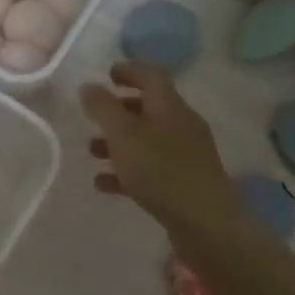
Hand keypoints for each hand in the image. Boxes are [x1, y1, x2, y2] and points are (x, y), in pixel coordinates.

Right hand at [80, 61, 245, 248]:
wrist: (206, 223)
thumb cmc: (161, 171)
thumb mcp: (124, 135)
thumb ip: (103, 109)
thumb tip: (89, 86)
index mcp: (170, 107)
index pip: (151, 76)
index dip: (129, 71)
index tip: (107, 74)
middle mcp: (181, 126)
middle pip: (149, 108)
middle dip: (119, 110)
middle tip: (94, 116)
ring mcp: (186, 155)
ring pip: (147, 140)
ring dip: (119, 142)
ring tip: (92, 152)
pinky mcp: (184, 183)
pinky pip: (151, 168)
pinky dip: (127, 170)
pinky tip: (104, 184)